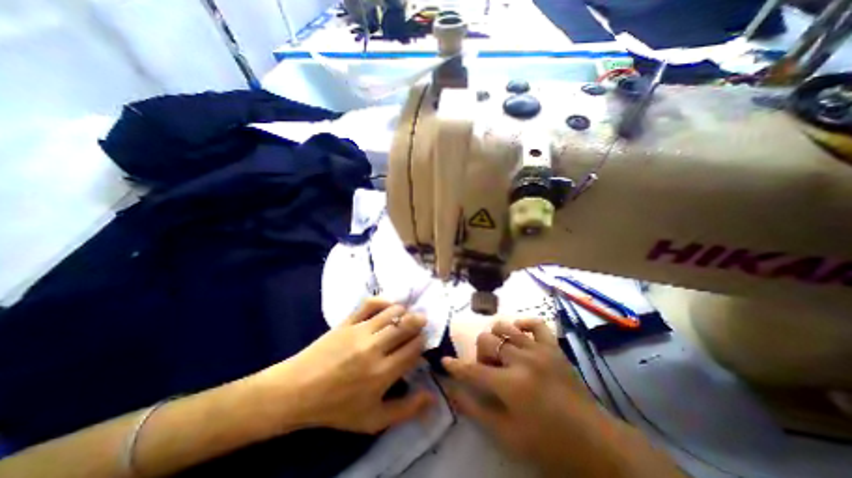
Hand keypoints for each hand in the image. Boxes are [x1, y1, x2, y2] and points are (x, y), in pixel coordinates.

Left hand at [259, 300, 433, 435]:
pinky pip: (369, 304)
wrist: (296, 392)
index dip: (422, 342)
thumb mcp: (372, 420)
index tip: (421, 342)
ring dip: (403, 311)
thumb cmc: (336, 408)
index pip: (413, 348)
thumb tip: (433, 397)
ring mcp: (360, 331)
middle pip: (406, 326)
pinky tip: (387, 305)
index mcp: (383, 373)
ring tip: (405, 315)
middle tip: (422, 320)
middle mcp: (375, 348)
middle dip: (419, 321)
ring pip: (392, 312)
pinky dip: (382, 301)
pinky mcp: (347, 322)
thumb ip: (406, 410)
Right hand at [442, 320, 627, 476]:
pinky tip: (519, 334)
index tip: (444, 362)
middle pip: (487, 341)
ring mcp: (539, 349)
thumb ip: (476, 410)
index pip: (472, 370)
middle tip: (489, 371)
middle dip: (480, 354)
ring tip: (502, 353)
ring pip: (505, 327)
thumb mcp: (507, 435)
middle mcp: (522, 360)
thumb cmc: (548, 444)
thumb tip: (453, 390)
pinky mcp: (553, 347)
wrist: (595, 444)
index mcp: (510, 385)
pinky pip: (535, 323)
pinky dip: (523, 324)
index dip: (455, 366)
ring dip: (496, 337)